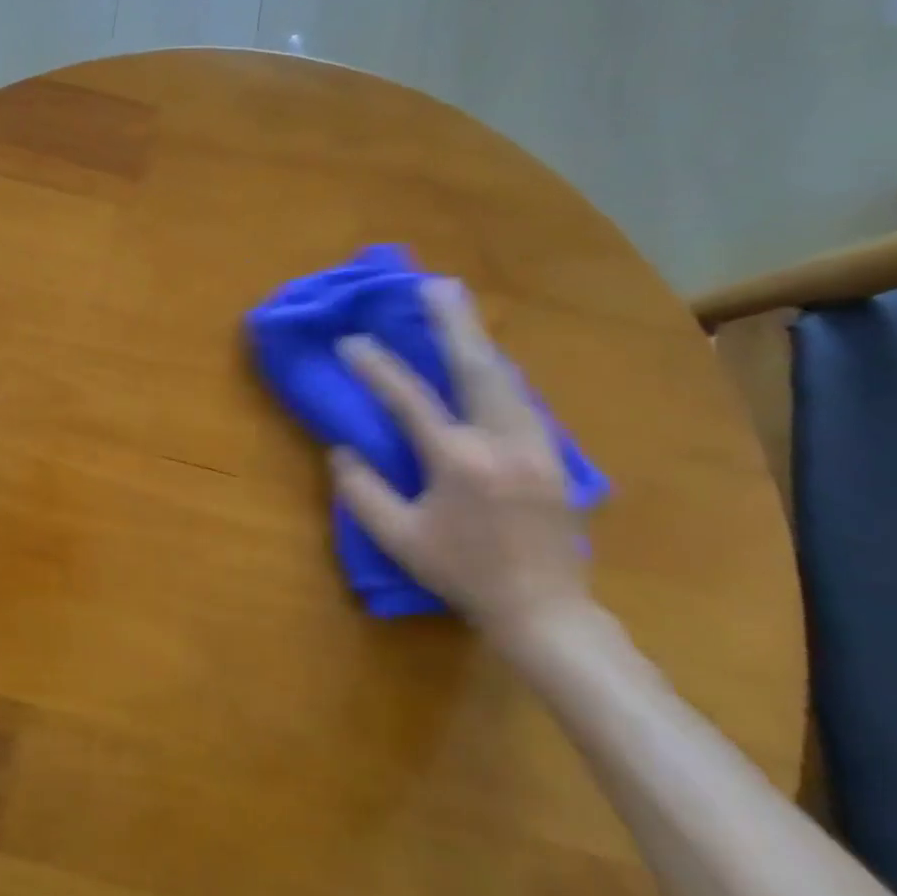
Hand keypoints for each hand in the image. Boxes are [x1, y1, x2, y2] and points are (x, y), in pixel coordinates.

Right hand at [329, 279, 591, 650]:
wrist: (545, 610)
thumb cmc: (462, 573)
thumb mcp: (399, 539)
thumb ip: (363, 492)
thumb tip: (343, 450)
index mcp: (458, 461)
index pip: (409, 400)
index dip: (376, 368)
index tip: (350, 341)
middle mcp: (502, 441)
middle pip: (477, 367)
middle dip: (453, 322)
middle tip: (434, 285)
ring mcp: (536, 446)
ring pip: (507, 377)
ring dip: (478, 340)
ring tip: (459, 310)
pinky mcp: (554, 456)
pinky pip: (521, 399)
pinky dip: (497, 371)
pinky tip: (486, 361)